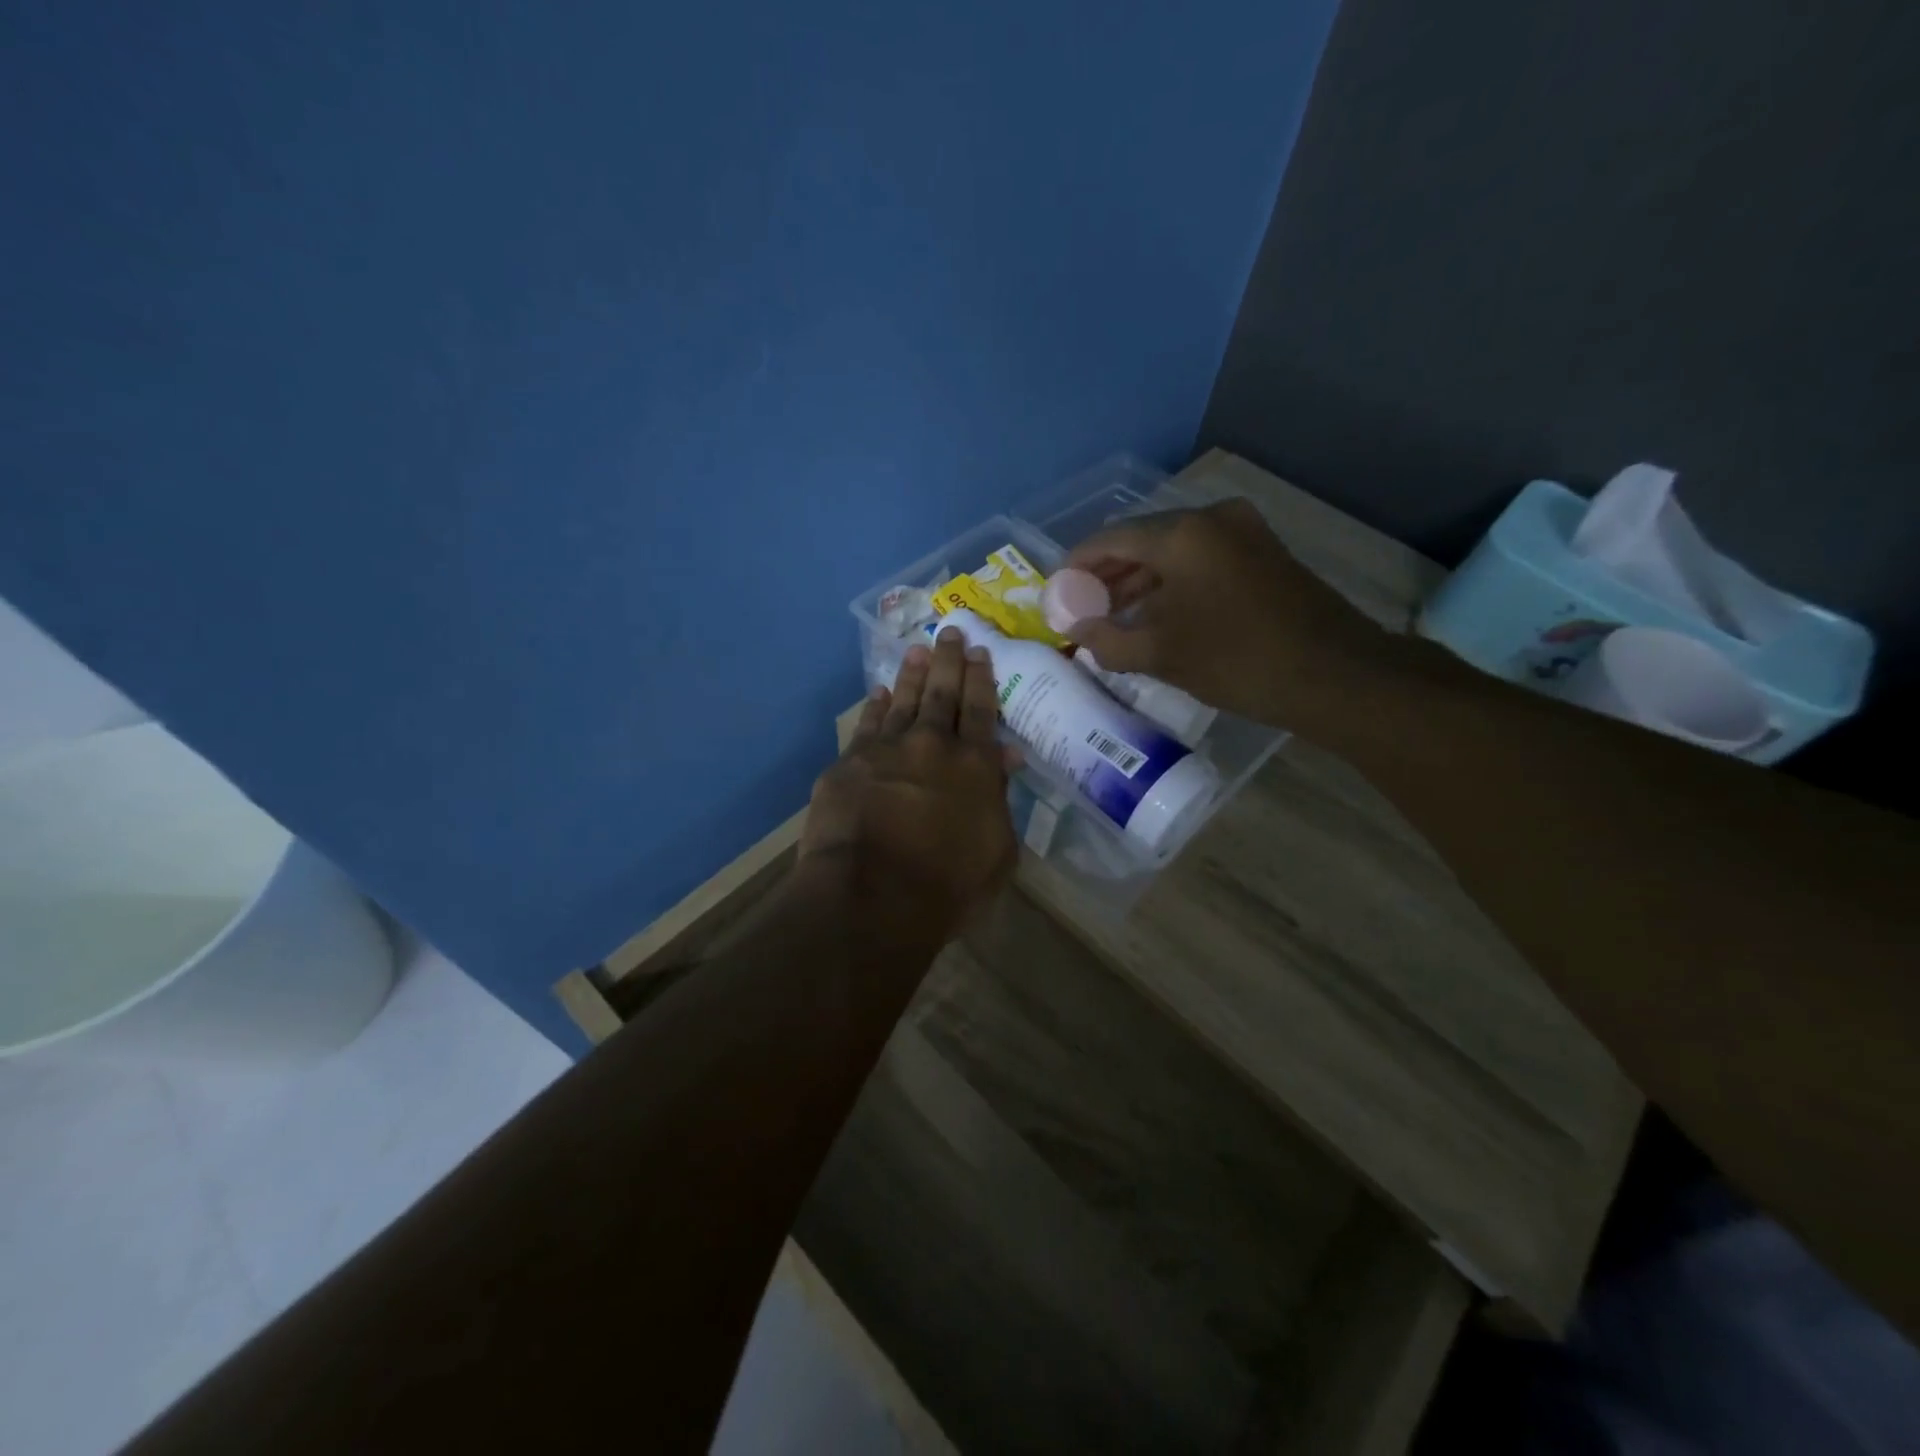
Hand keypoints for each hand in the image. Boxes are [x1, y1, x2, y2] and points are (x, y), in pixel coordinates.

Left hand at [800, 628, 1017, 934]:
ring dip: (913, 674)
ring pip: (905, 700)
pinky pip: (867, 724)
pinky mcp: (849, 763)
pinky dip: (876, 706)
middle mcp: (933, 745)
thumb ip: (1001, 800)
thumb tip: (1005, 757)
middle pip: (944, 693)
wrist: (872, 896)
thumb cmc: (947, 886)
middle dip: (950, 660)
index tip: (981, 652)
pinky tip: (879, 693)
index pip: (983, 711)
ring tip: (918, 649)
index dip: (983, 680)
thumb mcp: (998, 853)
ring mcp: (887, 750)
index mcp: (975, 766)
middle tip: (951, 631)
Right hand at [1064, 497, 1392, 729]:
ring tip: (1111, 614)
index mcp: (1181, 534)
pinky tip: (1155, 613)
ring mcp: (1242, 532)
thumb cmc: (1237, 661)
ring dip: (1139, 580)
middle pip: (1141, 539)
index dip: (1077, 565)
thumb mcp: (1160, 655)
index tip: (1056, 591)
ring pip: (1172, 550)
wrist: (1334, 674)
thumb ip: (1107, 638)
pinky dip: (1171, 582)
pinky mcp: (1262, 552)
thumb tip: (1076, 629)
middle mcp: (1210, 519)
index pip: (1110, 539)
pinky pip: (1200, 559)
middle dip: (1107, 573)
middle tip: (1080, 606)